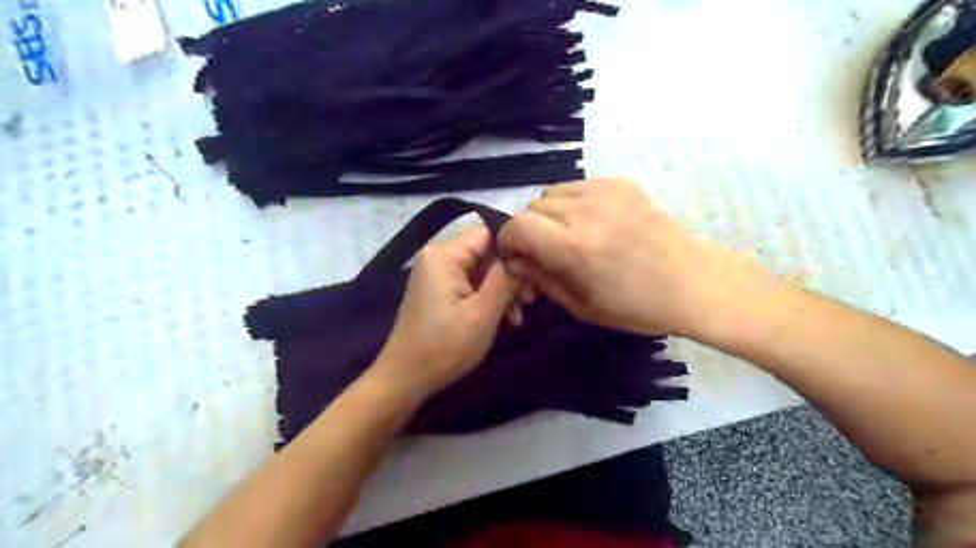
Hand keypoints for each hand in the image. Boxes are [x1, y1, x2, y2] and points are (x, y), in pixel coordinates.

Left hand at [373, 229, 517, 398]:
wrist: (405, 379)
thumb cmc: (444, 347)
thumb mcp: (482, 314)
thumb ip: (506, 280)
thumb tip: (524, 254)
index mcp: (444, 256)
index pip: (488, 234)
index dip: (514, 249)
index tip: (535, 271)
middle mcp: (437, 257)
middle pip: (485, 253)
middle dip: (509, 275)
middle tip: (530, 300)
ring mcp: (436, 274)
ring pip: (480, 271)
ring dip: (501, 290)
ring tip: (518, 316)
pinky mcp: (437, 291)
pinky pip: (469, 284)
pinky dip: (486, 298)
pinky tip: (502, 318)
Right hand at [499, 178, 773, 338]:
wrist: (694, 282)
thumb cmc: (636, 306)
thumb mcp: (581, 306)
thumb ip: (541, 279)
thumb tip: (513, 261)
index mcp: (574, 246)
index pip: (517, 226)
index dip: (508, 240)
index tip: (517, 255)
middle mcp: (585, 211)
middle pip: (532, 206)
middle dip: (531, 229)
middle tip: (548, 250)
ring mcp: (606, 192)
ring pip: (553, 192)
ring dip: (551, 213)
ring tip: (571, 234)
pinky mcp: (622, 183)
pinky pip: (579, 185)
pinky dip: (574, 202)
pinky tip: (594, 222)